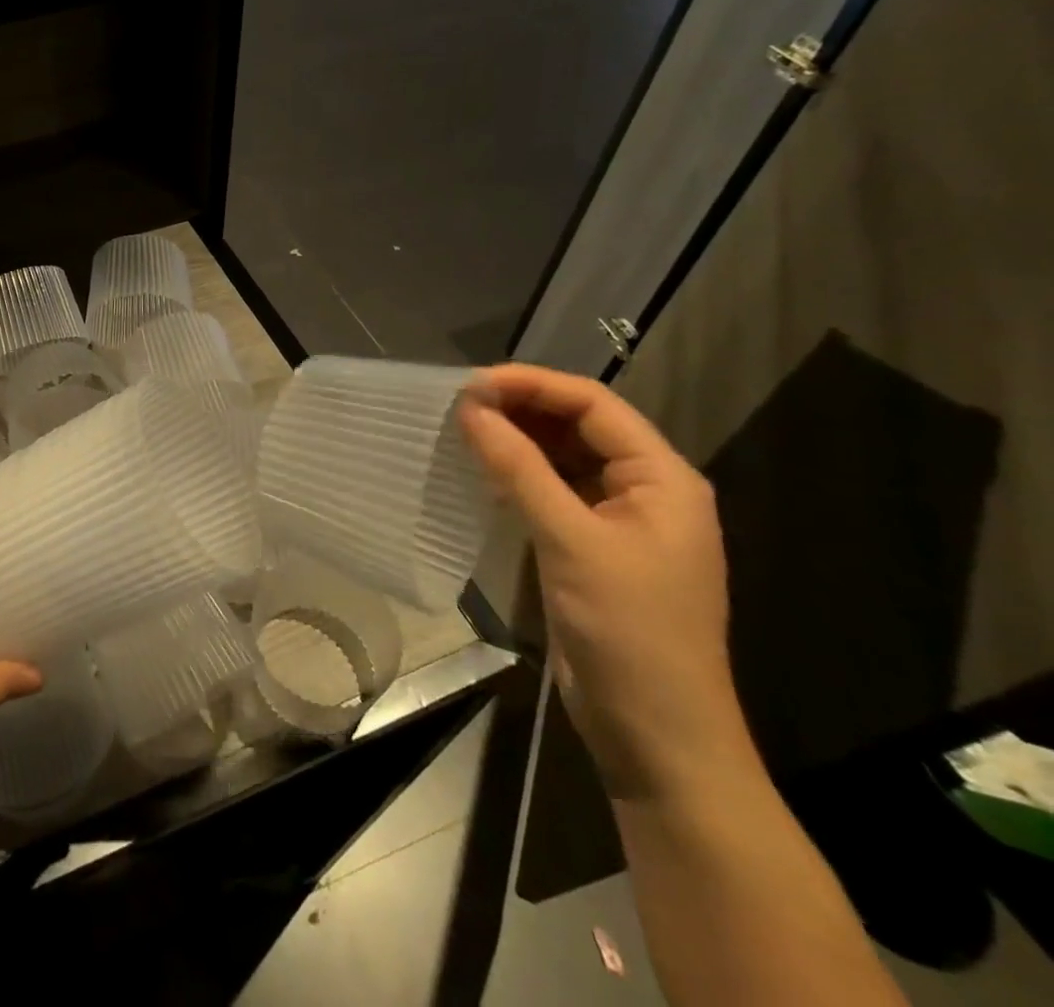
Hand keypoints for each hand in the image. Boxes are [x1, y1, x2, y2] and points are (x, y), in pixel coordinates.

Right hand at [459, 365, 752, 801]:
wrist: (656, 734)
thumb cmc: (628, 631)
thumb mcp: (571, 542)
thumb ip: (520, 469)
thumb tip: (470, 408)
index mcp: (662, 478)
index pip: (594, 405)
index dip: (533, 385)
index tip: (471, 384)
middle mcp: (644, 490)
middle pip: (579, 426)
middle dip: (521, 408)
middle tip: (458, 405)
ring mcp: (617, 520)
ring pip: (562, 457)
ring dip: (516, 440)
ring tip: (461, 429)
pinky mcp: (591, 547)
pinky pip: (551, 491)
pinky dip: (517, 475)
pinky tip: (480, 471)